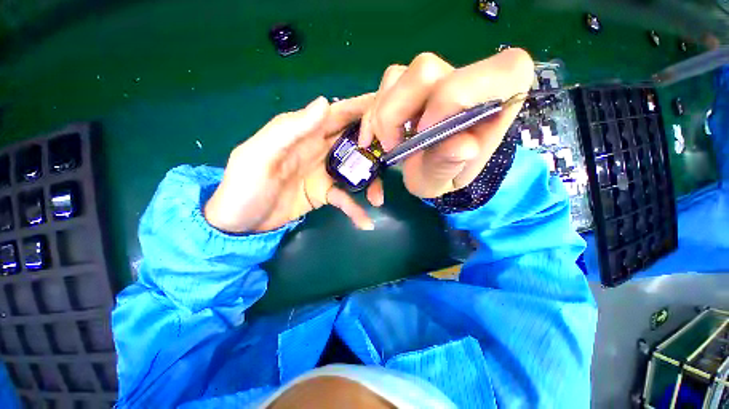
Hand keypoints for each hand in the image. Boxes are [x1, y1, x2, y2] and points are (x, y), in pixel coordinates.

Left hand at [204, 95, 382, 232]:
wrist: (239, 223)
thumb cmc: (243, 187)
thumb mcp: (259, 155)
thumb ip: (290, 129)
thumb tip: (324, 103)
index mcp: (303, 133)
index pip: (337, 114)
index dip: (361, 108)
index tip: (388, 107)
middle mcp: (318, 149)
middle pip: (353, 141)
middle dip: (375, 145)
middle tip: (396, 154)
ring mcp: (324, 173)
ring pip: (355, 170)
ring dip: (370, 182)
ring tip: (379, 198)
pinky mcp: (324, 194)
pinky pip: (345, 198)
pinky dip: (355, 209)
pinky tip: (365, 221)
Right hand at [358, 49, 534, 198]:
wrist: (429, 167)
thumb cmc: (440, 175)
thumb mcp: (440, 182)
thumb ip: (447, 166)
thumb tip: (463, 145)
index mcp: (497, 99)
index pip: (482, 76)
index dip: (446, 102)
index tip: (423, 135)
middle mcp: (468, 76)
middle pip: (424, 72)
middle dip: (395, 115)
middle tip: (392, 147)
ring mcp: (439, 72)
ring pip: (398, 76)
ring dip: (382, 117)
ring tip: (388, 143)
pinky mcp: (414, 77)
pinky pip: (386, 83)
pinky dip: (374, 112)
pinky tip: (378, 134)